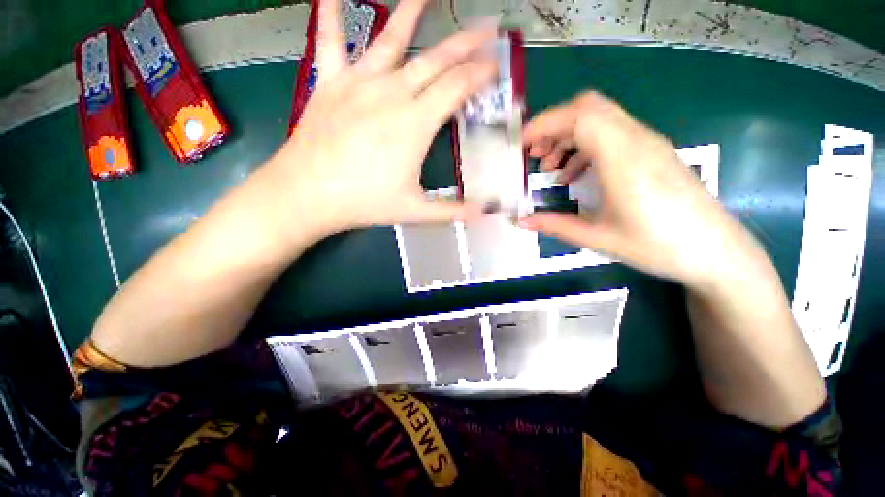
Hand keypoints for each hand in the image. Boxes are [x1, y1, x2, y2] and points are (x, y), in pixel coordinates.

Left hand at [265, 0, 496, 238]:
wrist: (307, 195)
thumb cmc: (364, 203)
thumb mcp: (414, 211)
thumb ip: (452, 211)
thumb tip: (484, 214)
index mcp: (414, 124)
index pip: (456, 88)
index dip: (479, 75)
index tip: (495, 66)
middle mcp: (391, 94)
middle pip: (435, 60)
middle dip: (464, 42)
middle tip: (485, 26)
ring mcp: (358, 84)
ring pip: (390, 40)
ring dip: (411, 13)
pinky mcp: (329, 83)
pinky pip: (330, 42)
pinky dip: (331, 16)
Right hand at [520, 92, 759, 288]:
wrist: (715, 251)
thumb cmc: (658, 246)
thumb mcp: (598, 238)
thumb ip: (555, 225)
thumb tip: (522, 221)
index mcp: (623, 159)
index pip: (579, 117)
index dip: (545, 124)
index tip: (521, 144)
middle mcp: (637, 140)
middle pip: (589, 107)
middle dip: (553, 125)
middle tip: (534, 154)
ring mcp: (648, 143)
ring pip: (600, 117)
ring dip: (568, 135)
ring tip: (550, 166)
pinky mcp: (652, 151)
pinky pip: (611, 133)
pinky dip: (585, 145)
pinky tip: (576, 174)